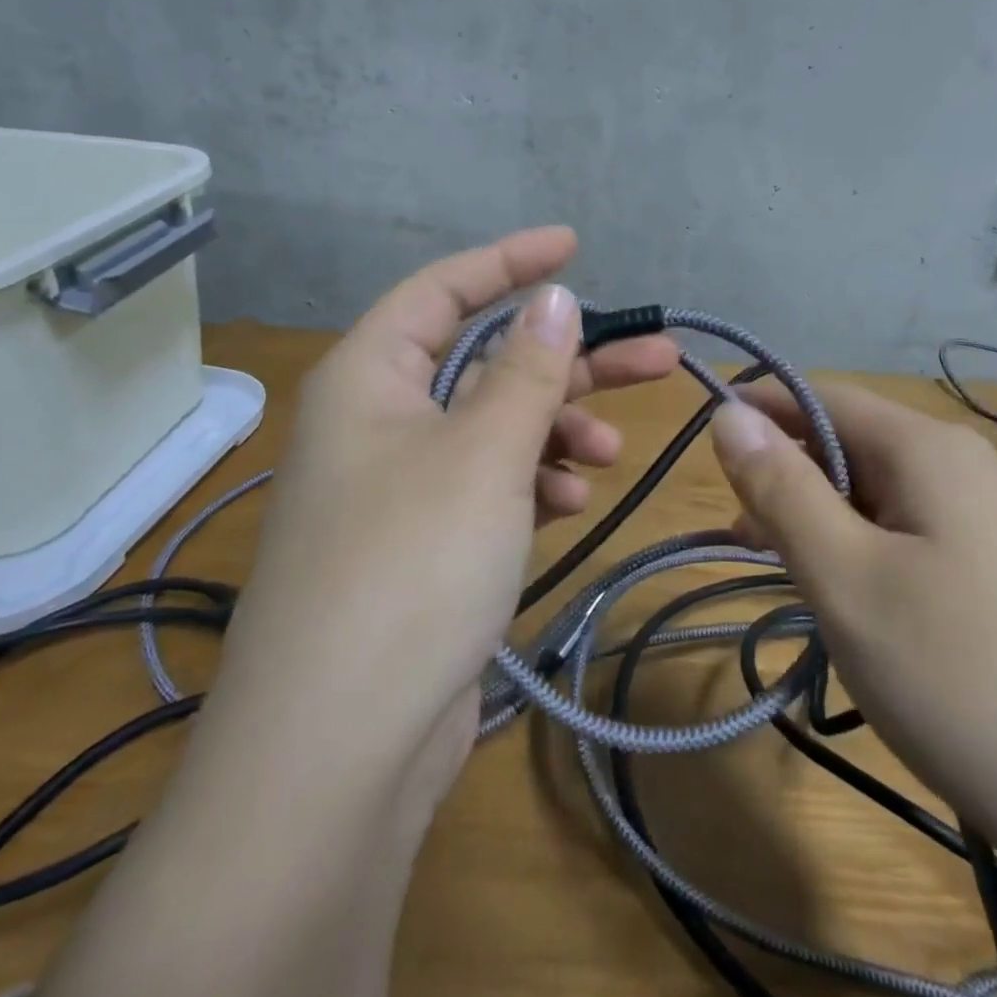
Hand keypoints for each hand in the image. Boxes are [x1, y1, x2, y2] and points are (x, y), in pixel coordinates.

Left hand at [220, 227, 677, 790]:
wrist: (339, 750)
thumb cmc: (411, 566)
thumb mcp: (483, 452)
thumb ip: (524, 369)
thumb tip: (553, 297)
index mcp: (370, 377)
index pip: (443, 290)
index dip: (509, 260)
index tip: (573, 246)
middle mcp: (377, 421)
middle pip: (484, 363)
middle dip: (567, 362)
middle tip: (656, 358)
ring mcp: (398, 486)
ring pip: (493, 429)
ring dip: (554, 433)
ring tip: (606, 457)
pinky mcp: (420, 544)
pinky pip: (487, 486)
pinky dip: (530, 484)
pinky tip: (567, 504)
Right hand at [710, 384, 996, 996]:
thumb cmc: (965, 678)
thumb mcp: (845, 577)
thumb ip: (780, 487)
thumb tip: (729, 412)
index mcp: (927, 447)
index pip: (819, 393)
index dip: (756, 410)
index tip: (703, 449)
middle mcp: (968, 468)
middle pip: (851, 443)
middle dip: (786, 476)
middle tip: (740, 535)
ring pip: (882, 497)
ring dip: (824, 521)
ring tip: (787, 574)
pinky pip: (918, 540)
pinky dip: (868, 557)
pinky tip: (861, 609)